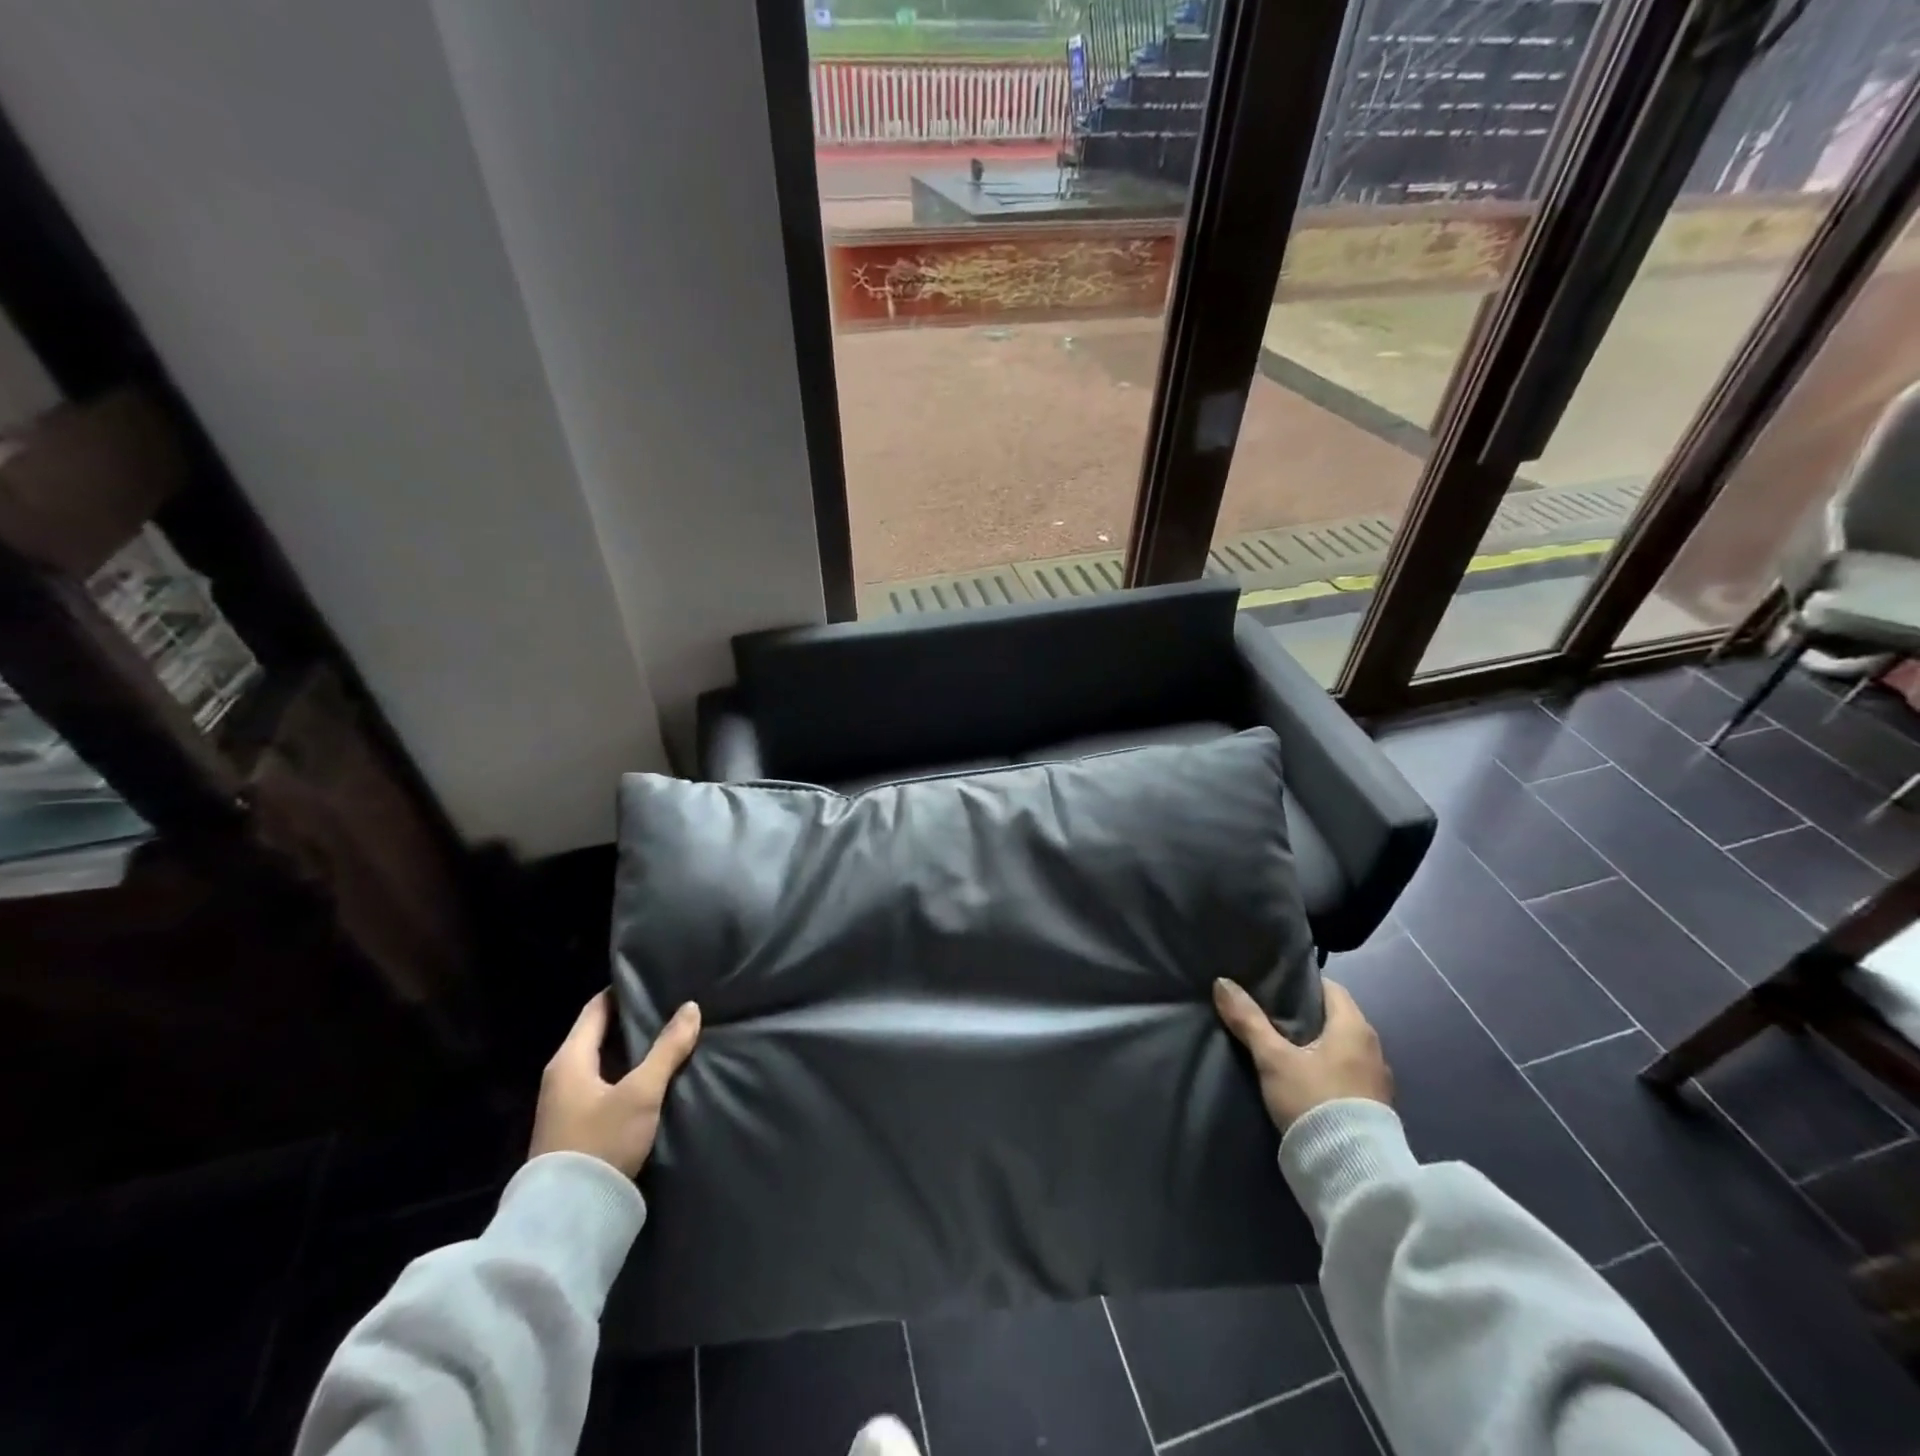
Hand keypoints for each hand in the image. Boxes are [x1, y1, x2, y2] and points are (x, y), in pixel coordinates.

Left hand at [529, 992, 701, 1176]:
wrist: (567, 1218)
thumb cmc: (601, 1142)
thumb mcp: (641, 1092)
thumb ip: (667, 1049)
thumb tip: (690, 1007)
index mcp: (569, 1060)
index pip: (596, 1009)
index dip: (623, 992)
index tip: (655, 980)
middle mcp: (561, 1077)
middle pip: (599, 1035)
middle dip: (632, 1021)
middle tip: (671, 1007)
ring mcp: (565, 1105)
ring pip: (603, 1063)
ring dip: (631, 1051)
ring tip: (668, 1038)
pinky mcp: (574, 1129)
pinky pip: (603, 1086)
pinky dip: (626, 1075)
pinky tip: (652, 1078)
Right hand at [1213, 977, 1391, 1131]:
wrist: (1352, 1172)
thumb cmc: (1314, 1101)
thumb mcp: (1273, 1059)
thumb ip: (1248, 1020)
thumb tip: (1222, 982)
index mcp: (1354, 1026)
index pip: (1329, 987)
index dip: (1300, 983)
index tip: (1271, 985)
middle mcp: (1373, 1047)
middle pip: (1334, 1016)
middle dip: (1303, 1013)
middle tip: (1267, 1012)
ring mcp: (1377, 1079)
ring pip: (1340, 1046)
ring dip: (1315, 1042)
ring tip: (1280, 1044)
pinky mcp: (1374, 1106)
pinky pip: (1346, 1070)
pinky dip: (1325, 1065)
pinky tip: (1302, 1075)